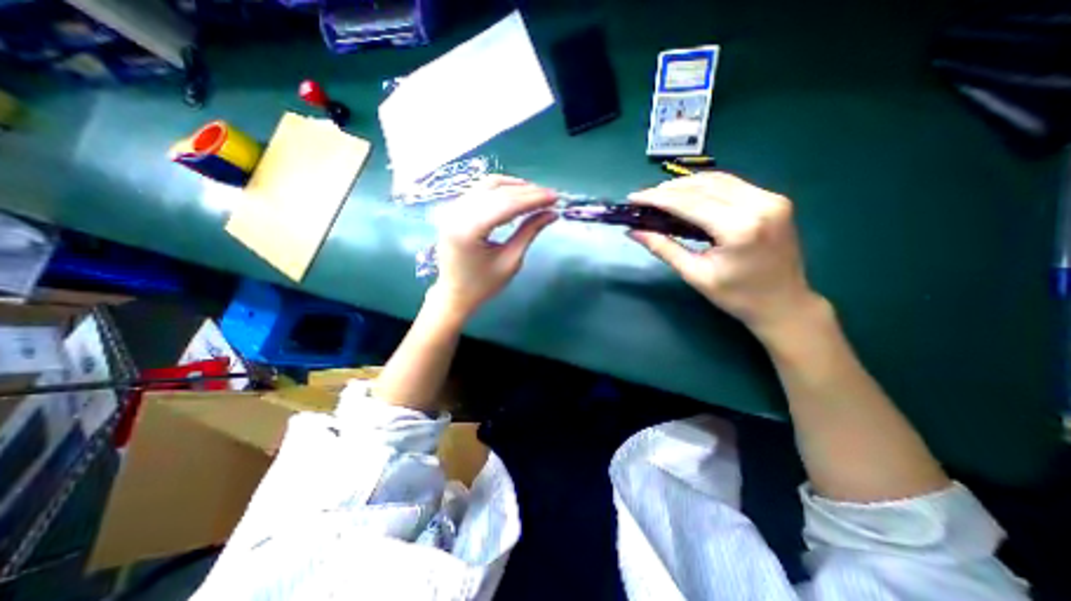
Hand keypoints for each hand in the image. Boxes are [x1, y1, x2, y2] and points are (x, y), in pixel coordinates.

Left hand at [431, 174, 555, 319]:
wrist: (454, 294)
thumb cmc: (483, 285)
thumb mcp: (510, 261)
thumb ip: (529, 232)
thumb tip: (552, 213)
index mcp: (469, 230)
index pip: (506, 204)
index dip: (533, 198)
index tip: (555, 197)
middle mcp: (457, 213)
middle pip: (498, 191)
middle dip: (527, 191)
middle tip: (551, 196)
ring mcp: (453, 209)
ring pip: (488, 185)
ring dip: (515, 186)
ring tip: (537, 195)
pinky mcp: (454, 209)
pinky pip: (480, 190)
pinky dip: (501, 189)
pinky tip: (517, 195)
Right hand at [629, 171, 821, 337]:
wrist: (784, 303)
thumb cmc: (736, 296)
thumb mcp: (695, 275)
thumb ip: (663, 248)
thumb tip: (634, 231)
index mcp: (739, 228)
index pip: (689, 202)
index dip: (657, 198)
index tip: (633, 198)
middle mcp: (759, 204)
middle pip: (702, 185)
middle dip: (668, 189)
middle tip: (643, 199)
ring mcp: (771, 198)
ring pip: (717, 179)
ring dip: (685, 185)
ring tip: (660, 196)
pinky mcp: (774, 199)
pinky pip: (731, 184)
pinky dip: (704, 186)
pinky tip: (687, 196)